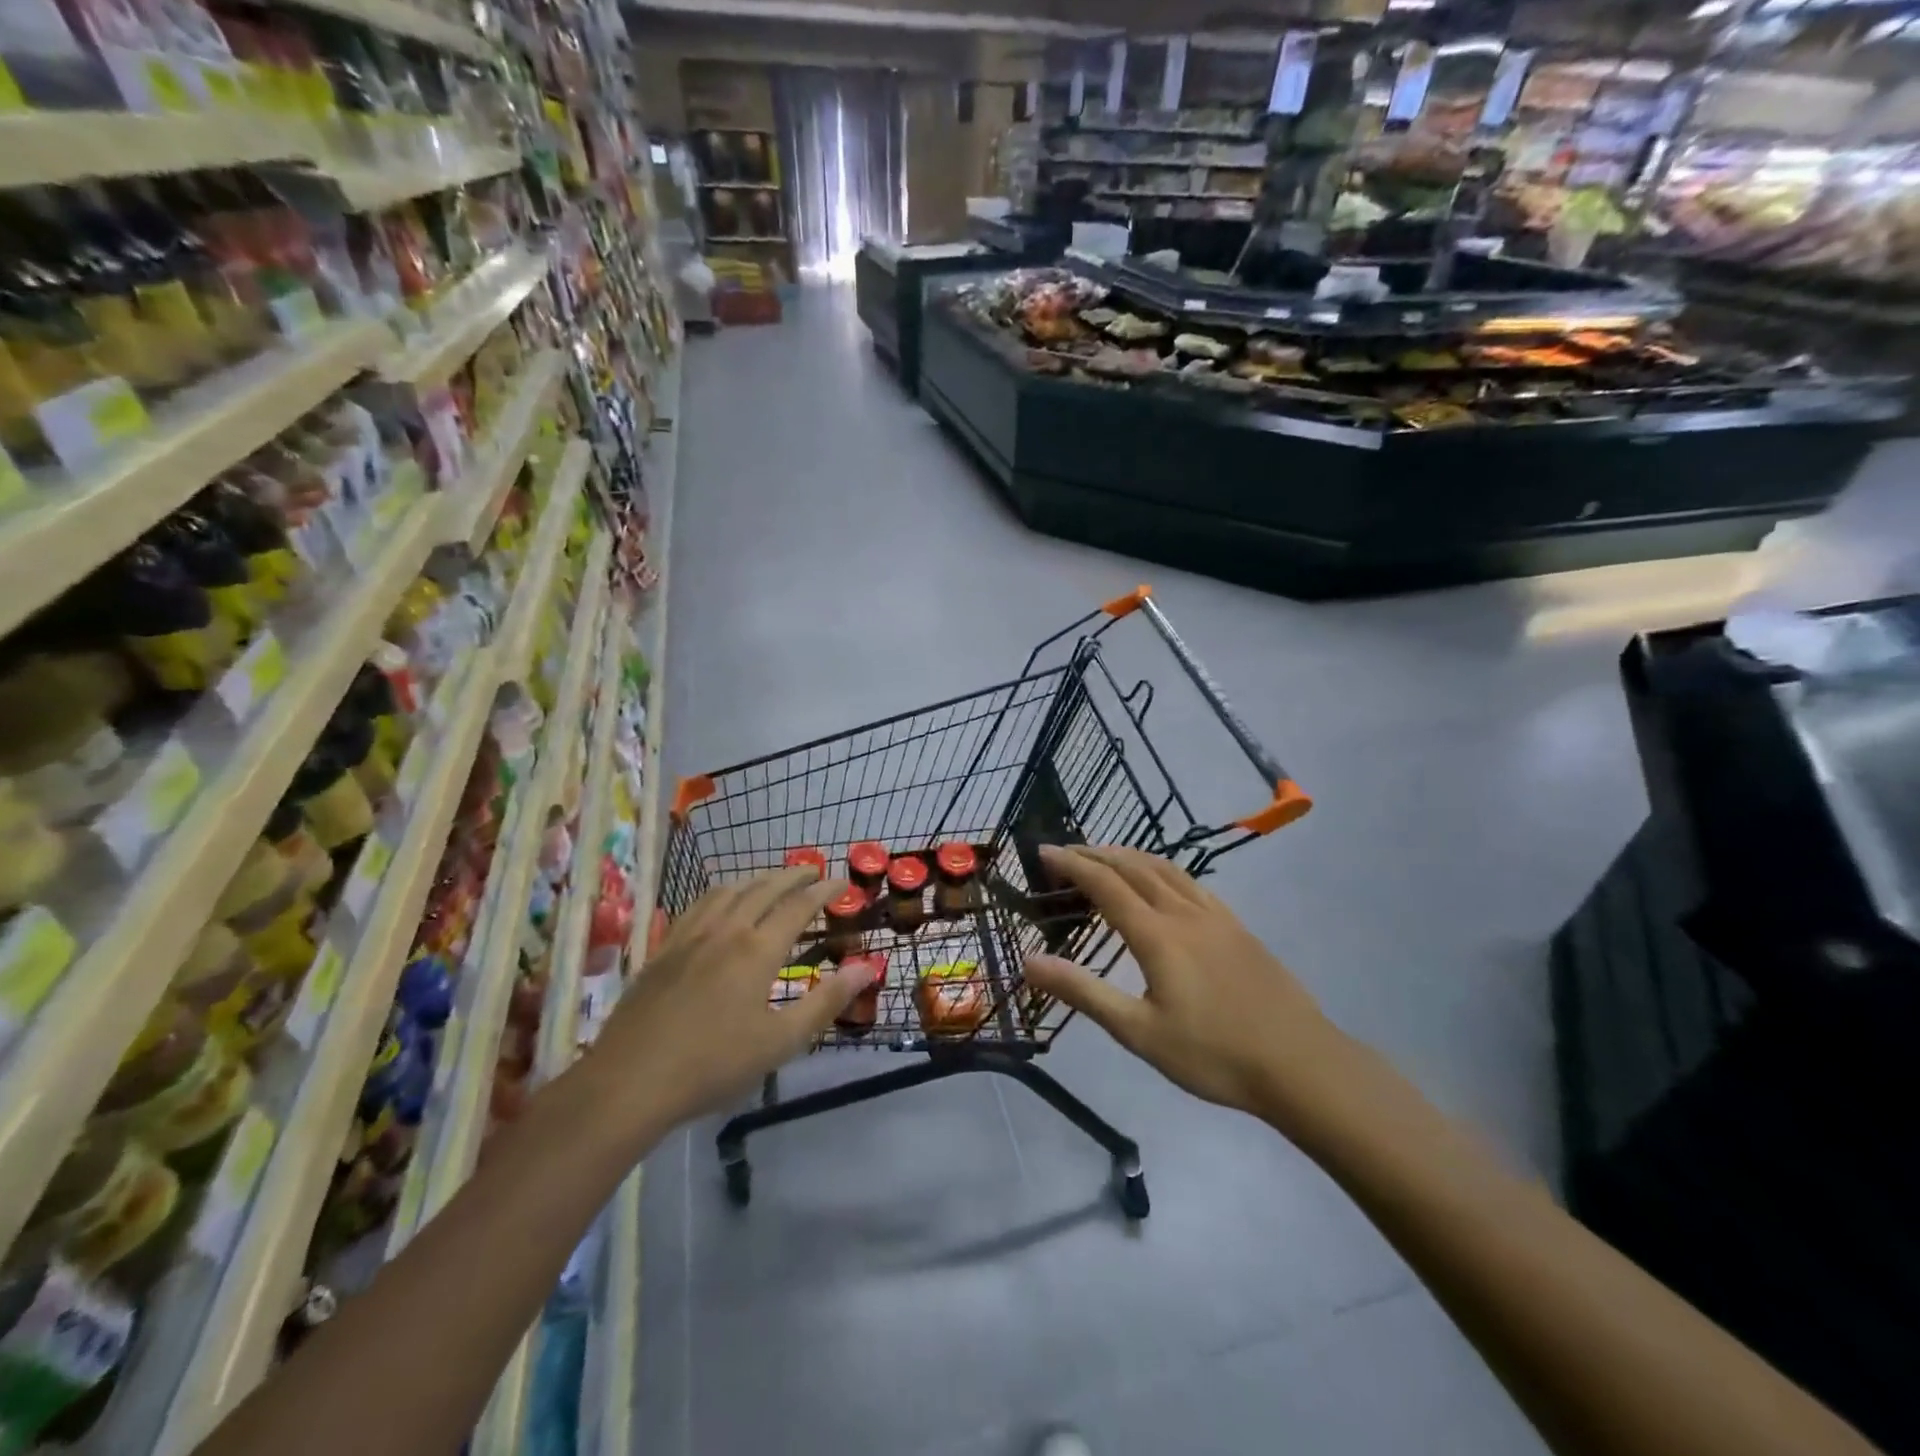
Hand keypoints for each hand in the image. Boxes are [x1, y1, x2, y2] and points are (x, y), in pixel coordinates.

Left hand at [592, 868, 877, 1132]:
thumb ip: (826, 1002)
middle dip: (793, 875)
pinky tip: (720, 903)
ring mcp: (690, 936)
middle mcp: (726, 930)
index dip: (824, 891)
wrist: (630, 1081)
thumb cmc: (713, 1065)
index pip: (799, 906)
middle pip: (764, 888)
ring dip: (757, 879)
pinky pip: (697, 905)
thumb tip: (866, 969)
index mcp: (758, 950)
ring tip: (772, 880)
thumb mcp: (781, 1042)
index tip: (843, 883)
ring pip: (729, 891)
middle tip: (813, 871)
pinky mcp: (663, 949)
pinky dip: (721, 892)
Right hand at [1023, 845, 1358, 1135]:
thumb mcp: (1139, 1032)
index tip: (1044, 852)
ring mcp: (1215, 917)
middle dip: (1095, 853)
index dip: (1072, 864)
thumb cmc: (1213, 1054)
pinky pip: (1192, 883)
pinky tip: (1163, 881)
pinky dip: (1163, 869)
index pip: (1105, 884)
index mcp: (1157, 935)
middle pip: (1133, 867)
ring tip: (1105, 855)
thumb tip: (1029, 961)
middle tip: (1065, 852)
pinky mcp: (1238, 927)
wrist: (1300, 1063)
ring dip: (1129, 856)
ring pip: (1165, 869)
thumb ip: (1083, 992)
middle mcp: (1184, 913)